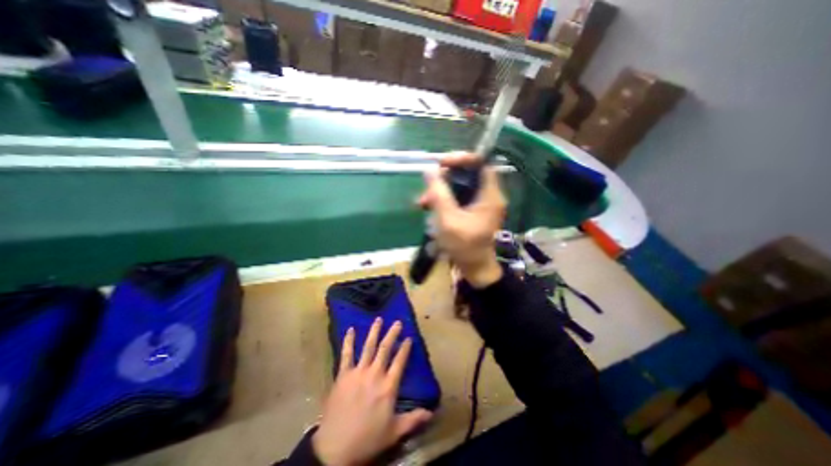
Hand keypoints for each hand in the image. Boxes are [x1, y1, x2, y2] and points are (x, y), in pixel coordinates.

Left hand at [308, 319, 432, 463]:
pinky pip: (346, 354)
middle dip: (392, 334)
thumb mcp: (394, 432)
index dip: (405, 348)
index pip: (400, 361)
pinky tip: (350, 330)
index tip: (409, 338)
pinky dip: (348, 341)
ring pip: (368, 347)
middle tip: (397, 322)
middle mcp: (375, 374)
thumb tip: (431, 412)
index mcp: (388, 386)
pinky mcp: (343, 374)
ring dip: (374, 332)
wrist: (335, 448)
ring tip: (379, 319)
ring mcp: (358, 372)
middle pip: (385, 349)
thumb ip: (413, 419)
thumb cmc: (367, 439)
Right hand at [424, 154, 506, 287]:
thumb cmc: (464, 246)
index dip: (463, 158)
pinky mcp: (472, 212)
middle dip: (445, 178)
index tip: (442, 163)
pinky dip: (443, 200)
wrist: (474, 269)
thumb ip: (439, 194)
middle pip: (468, 174)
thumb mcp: (448, 219)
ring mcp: (480, 204)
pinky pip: (458, 198)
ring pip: (460, 187)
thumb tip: (429, 170)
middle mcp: (488, 196)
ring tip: (422, 202)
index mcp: (489, 196)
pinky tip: (428, 208)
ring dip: (440, 191)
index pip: (482, 164)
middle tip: (427, 186)